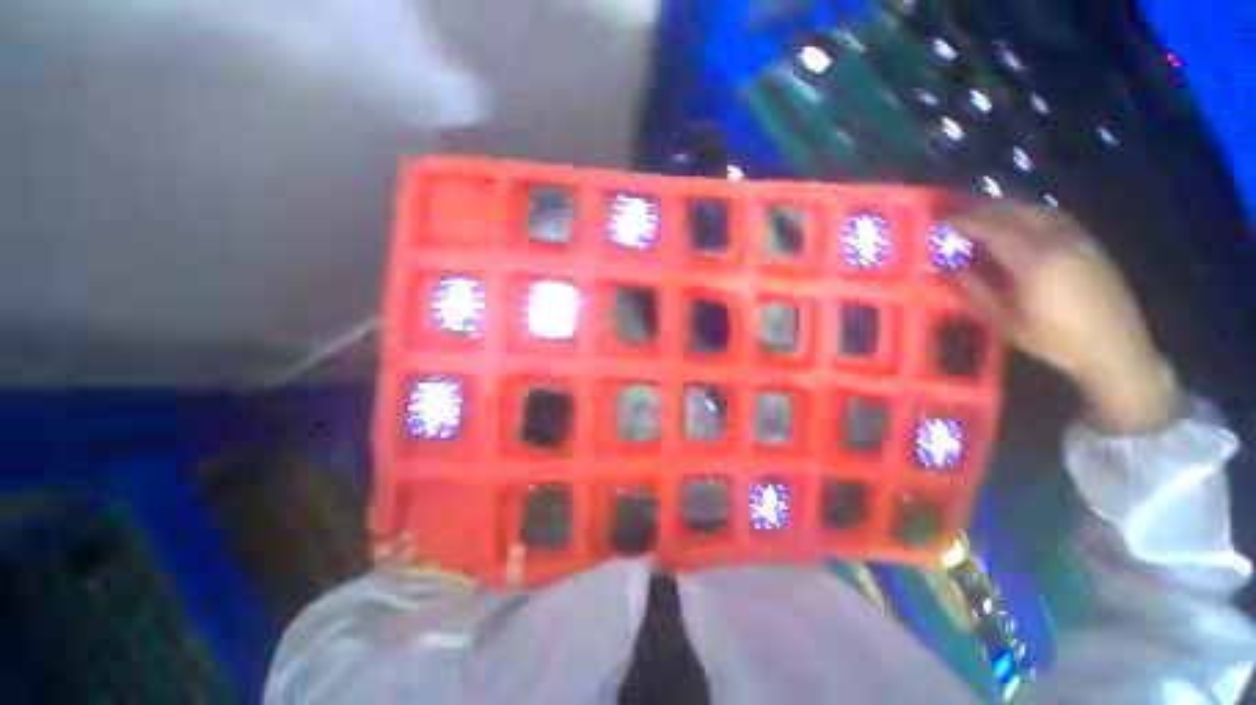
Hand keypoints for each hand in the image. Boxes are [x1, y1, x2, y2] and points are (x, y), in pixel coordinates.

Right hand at [950, 203, 1180, 433]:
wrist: (1115, 349)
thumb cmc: (1055, 340)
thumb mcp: (1005, 323)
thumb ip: (976, 292)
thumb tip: (952, 270)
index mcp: (1033, 262)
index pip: (993, 229)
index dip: (965, 223)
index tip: (942, 224)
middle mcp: (1057, 241)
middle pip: (1015, 212)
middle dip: (984, 212)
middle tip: (961, 220)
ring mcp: (1078, 240)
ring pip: (1038, 210)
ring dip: (1009, 209)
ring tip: (988, 218)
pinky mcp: (1091, 244)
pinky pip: (1057, 218)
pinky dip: (1033, 215)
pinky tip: (1024, 224)